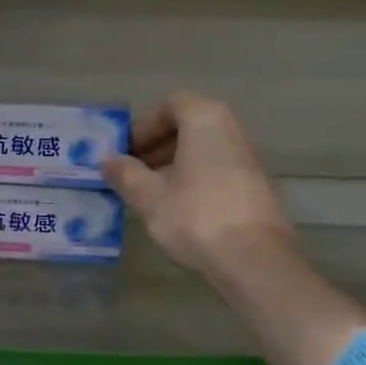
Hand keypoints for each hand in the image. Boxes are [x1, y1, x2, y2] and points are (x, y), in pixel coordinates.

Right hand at [101, 92, 292, 276]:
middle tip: (133, 172)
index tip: (125, 152)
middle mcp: (232, 130)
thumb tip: (107, 160)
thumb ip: (125, 173)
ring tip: (151, 194)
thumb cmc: (195, 216)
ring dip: (175, 165)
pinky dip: (196, 180)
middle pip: (189, 126)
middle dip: (157, 146)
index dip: (143, 126)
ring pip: (204, 150)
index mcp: (206, 120)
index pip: (170, 105)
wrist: (254, 260)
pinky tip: (179, 210)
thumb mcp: (149, 196)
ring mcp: (249, 159)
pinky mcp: (258, 187)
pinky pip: (218, 170)